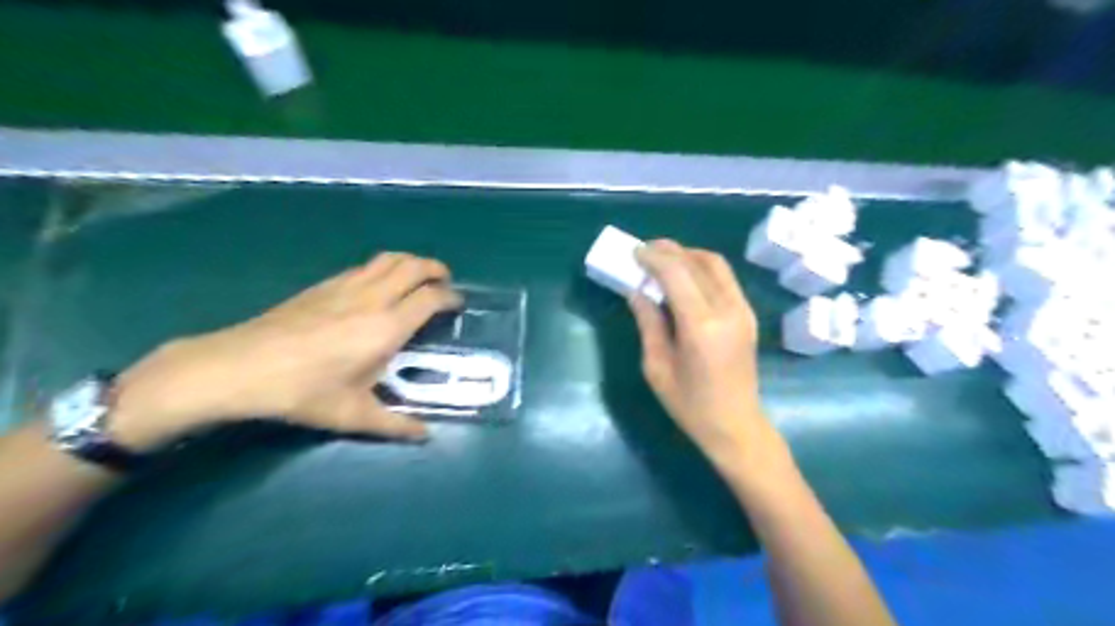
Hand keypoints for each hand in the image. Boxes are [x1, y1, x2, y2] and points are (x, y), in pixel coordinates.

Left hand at [109, 252, 462, 451]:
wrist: (239, 367)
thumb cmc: (303, 392)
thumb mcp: (353, 416)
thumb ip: (396, 425)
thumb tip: (425, 436)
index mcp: (387, 327)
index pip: (431, 297)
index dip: (451, 298)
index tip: (458, 306)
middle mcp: (372, 298)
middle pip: (414, 266)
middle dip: (436, 269)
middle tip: (445, 284)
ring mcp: (346, 286)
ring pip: (389, 259)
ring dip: (411, 262)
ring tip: (418, 277)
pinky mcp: (324, 285)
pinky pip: (365, 266)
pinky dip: (383, 268)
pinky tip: (377, 287)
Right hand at [630, 242, 785, 472]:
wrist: (736, 425)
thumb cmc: (690, 405)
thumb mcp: (658, 366)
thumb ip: (648, 323)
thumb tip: (637, 291)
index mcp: (701, 326)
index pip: (677, 273)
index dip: (654, 258)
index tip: (635, 252)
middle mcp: (727, 309)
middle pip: (698, 262)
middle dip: (669, 250)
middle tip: (645, 250)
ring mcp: (742, 310)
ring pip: (716, 264)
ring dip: (688, 255)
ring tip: (663, 260)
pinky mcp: (747, 314)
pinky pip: (724, 278)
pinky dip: (702, 268)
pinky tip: (684, 277)